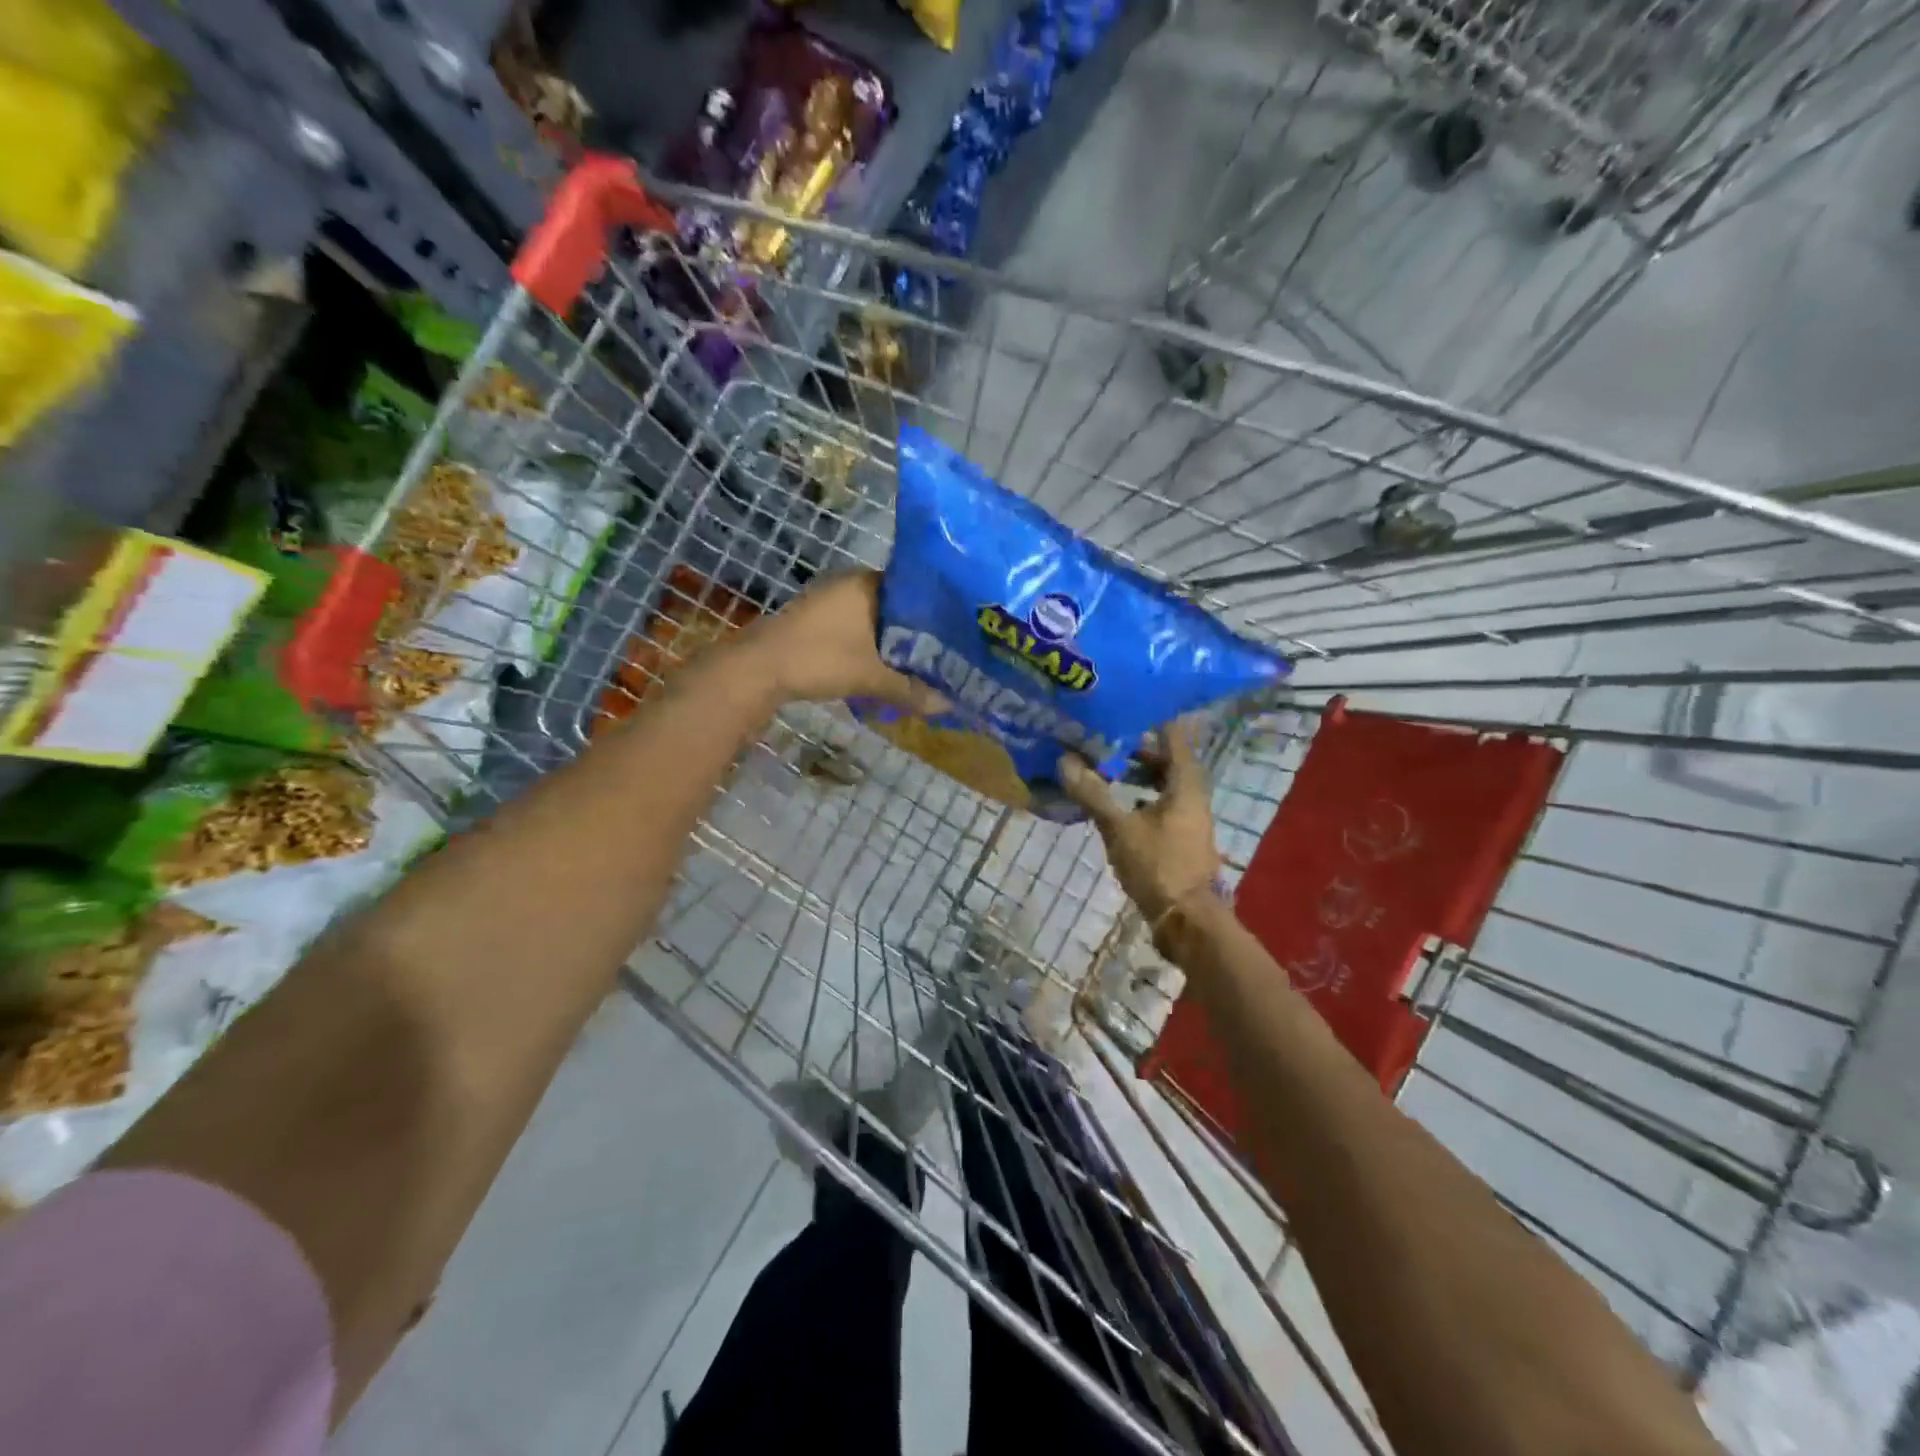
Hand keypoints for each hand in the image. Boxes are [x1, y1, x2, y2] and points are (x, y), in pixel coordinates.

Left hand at [736, 571, 945, 711]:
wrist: (758, 669)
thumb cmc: (820, 659)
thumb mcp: (872, 677)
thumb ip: (912, 690)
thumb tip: (948, 706)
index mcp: (868, 583)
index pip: (917, 589)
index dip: (940, 611)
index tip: (960, 632)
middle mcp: (851, 584)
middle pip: (898, 606)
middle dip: (919, 631)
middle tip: (948, 652)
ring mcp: (831, 600)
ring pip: (877, 619)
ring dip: (895, 641)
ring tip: (924, 662)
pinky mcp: (817, 620)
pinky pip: (858, 628)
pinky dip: (874, 646)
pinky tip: (887, 665)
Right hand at [1058, 722, 1223, 931]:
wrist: (1187, 920)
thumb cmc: (1159, 866)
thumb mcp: (1120, 828)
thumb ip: (1093, 794)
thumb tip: (1064, 761)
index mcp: (1185, 785)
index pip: (1173, 736)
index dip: (1151, 719)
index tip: (1125, 704)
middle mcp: (1192, 796)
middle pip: (1168, 760)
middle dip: (1138, 748)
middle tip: (1104, 736)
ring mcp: (1189, 819)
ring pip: (1164, 785)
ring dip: (1138, 775)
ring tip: (1105, 767)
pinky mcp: (1181, 838)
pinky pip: (1161, 805)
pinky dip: (1140, 798)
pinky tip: (1116, 804)